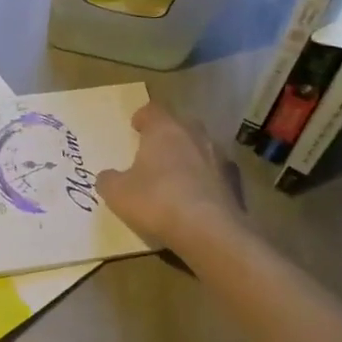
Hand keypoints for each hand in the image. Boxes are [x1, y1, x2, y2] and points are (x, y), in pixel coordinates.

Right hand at [97, 101, 244, 254]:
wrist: (210, 232)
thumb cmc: (157, 201)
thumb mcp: (117, 193)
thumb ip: (109, 180)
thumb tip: (107, 177)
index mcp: (165, 129)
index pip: (153, 109)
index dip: (142, 116)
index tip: (135, 127)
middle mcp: (194, 135)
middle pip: (180, 124)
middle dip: (168, 134)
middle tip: (154, 149)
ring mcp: (219, 157)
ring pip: (201, 147)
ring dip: (189, 155)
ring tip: (175, 174)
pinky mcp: (234, 182)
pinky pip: (215, 173)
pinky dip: (205, 179)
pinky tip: (196, 197)